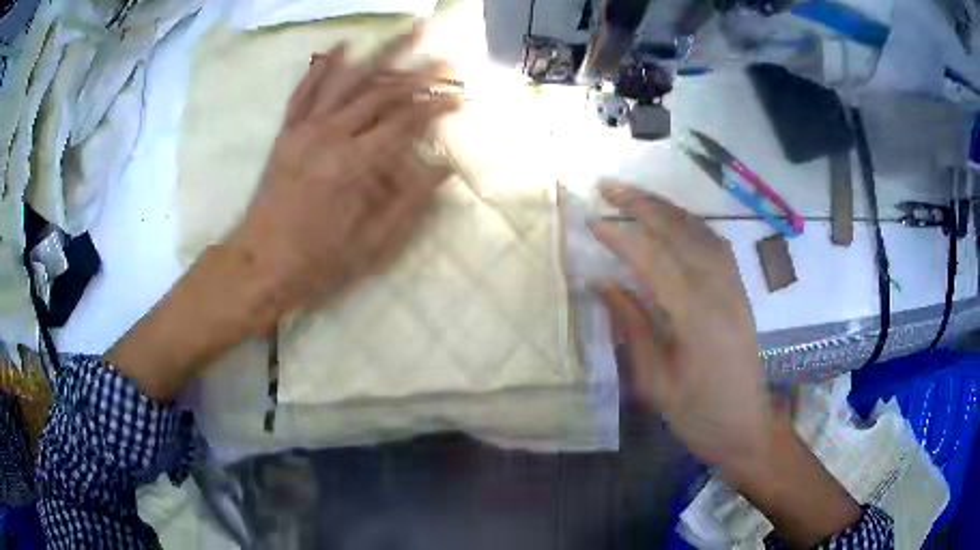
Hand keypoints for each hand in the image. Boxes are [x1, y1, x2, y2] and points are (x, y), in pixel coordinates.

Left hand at [107, 28, 459, 399]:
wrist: (258, 265)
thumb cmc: (317, 262)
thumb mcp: (371, 245)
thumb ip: (409, 202)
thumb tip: (443, 168)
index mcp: (355, 166)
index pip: (405, 122)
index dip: (436, 106)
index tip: (459, 95)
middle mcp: (331, 137)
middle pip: (381, 93)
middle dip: (418, 74)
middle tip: (446, 59)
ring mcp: (304, 131)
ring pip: (348, 80)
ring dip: (380, 53)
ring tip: (406, 30)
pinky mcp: (286, 134)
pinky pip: (304, 91)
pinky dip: (323, 66)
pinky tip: (342, 45)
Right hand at [591, 182, 771, 474]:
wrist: (746, 426)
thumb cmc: (698, 414)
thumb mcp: (655, 381)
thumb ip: (631, 326)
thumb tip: (601, 283)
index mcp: (696, 318)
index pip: (655, 259)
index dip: (621, 237)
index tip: (592, 222)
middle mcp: (720, 291)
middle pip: (681, 232)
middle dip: (643, 205)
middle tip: (608, 188)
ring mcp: (734, 287)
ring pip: (700, 231)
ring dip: (666, 208)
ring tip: (634, 196)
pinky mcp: (740, 290)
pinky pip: (715, 243)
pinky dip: (690, 224)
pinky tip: (673, 222)